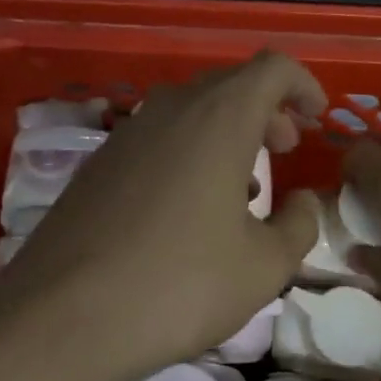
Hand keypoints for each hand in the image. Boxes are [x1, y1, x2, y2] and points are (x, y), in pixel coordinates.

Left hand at [0, 52, 326, 380]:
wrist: (63, 313)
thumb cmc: (180, 284)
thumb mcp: (263, 266)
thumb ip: (298, 225)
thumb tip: (301, 201)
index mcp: (219, 117)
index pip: (272, 67)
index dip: (302, 85)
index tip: (317, 118)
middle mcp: (170, 109)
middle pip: (229, 85)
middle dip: (266, 110)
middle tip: (284, 149)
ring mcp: (126, 132)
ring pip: (189, 111)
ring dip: (225, 133)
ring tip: (242, 187)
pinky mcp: (97, 162)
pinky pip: (157, 138)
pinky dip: (187, 152)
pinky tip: (188, 208)